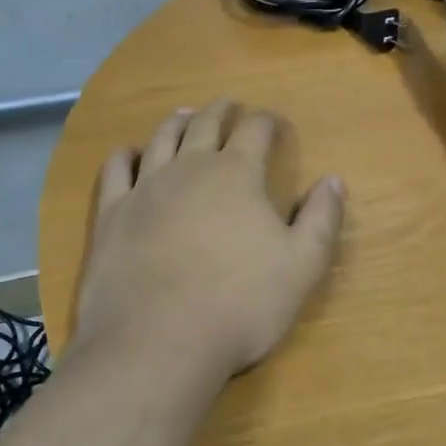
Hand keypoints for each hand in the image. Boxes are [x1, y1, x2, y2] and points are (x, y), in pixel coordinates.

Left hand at [74, 101, 345, 380]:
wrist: (157, 341)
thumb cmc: (240, 304)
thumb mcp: (302, 266)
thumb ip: (322, 220)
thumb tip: (333, 180)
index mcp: (237, 174)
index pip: (255, 130)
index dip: (267, 121)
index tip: (274, 122)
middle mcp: (189, 168)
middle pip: (205, 124)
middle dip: (221, 111)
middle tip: (229, 105)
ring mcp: (145, 188)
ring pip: (161, 139)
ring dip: (176, 122)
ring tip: (184, 115)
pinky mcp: (111, 214)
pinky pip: (116, 170)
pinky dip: (125, 155)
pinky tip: (129, 154)